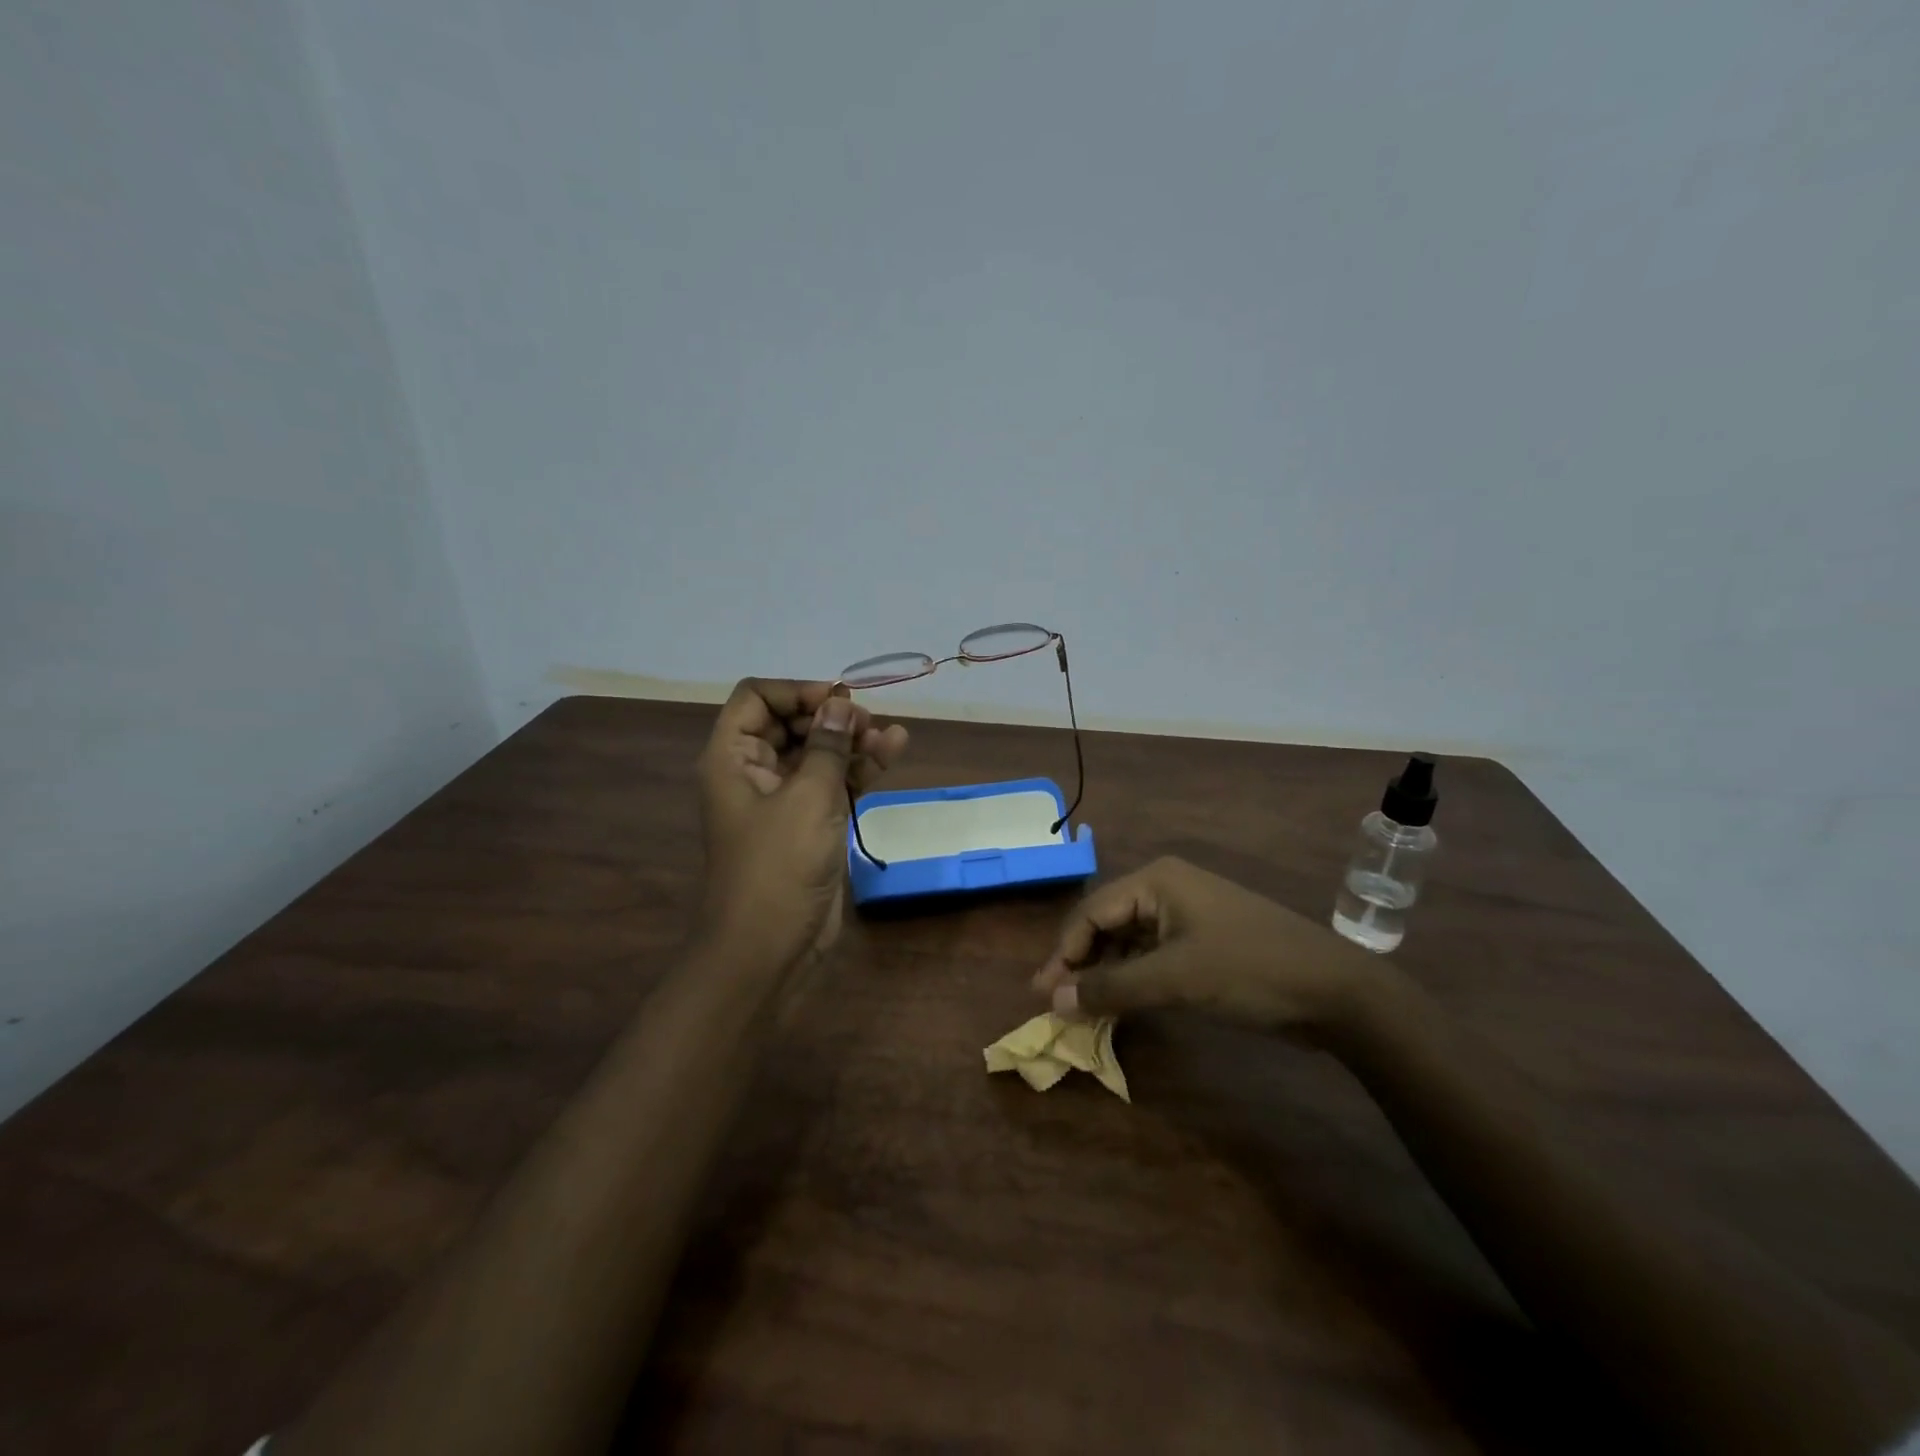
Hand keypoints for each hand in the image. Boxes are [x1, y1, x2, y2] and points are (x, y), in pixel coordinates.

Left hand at [696, 678, 908, 976]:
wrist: (769, 949)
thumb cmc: (778, 866)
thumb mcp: (808, 798)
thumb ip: (828, 745)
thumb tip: (841, 703)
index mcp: (732, 758)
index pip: (756, 698)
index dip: (796, 691)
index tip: (837, 699)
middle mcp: (754, 772)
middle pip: (791, 723)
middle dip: (831, 716)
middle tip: (867, 722)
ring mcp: (784, 800)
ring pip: (818, 753)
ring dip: (852, 741)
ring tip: (890, 736)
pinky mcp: (809, 824)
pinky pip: (833, 783)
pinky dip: (859, 769)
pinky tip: (892, 751)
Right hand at [1031, 856, 1384, 1035]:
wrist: (1335, 991)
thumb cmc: (1248, 971)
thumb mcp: (1175, 979)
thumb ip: (1110, 988)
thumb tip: (1052, 1001)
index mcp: (1156, 881)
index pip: (1091, 913)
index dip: (1064, 954)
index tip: (1043, 995)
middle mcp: (1166, 888)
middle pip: (1106, 924)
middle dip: (1080, 963)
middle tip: (1056, 1004)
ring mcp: (1187, 915)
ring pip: (1128, 941)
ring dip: (1105, 973)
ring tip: (1082, 1009)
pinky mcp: (1203, 941)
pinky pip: (1152, 955)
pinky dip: (1133, 978)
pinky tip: (1120, 1004)